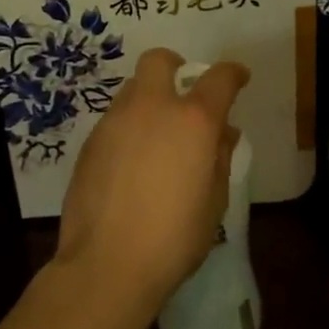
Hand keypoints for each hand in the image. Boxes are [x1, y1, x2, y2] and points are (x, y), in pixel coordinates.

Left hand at [55, 47, 248, 316]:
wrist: (106, 266)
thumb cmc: (173, 238)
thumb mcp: (214, 202)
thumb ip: (220, 158)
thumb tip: (222, 134)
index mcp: (192, 120)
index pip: (219, 78)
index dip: (233, 73)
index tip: (239, 78)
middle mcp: (152, 108)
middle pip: (159, 61)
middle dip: (174, 66)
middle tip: (182, 91)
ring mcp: (115, 121)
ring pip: (132, 89)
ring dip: (148, 100)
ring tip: (155, 137)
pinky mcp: (89, 142)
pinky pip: (114, 120)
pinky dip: (128, 129)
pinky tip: (130, 164)